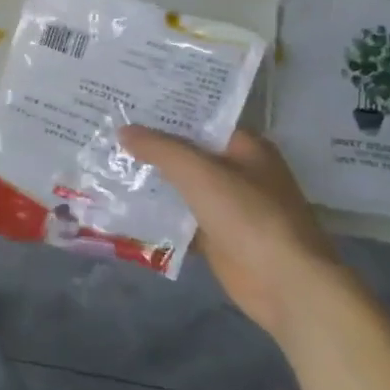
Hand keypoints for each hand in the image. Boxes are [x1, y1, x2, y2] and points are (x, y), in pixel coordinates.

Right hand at [118, 125, 360, 344]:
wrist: (284, 283)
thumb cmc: (248, 216)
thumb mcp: (199, 173)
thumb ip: (160, 149)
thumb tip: (123, 129)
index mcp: (246, 148)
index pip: (200, 120)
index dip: (164, 113)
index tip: (126, 106)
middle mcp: (238, 172)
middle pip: (187, 153)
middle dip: (150, 147)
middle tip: (106, 133)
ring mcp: (228, 206)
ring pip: (180, 186)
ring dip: (149, 181)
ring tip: (105, 165)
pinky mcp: (216, 236)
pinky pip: (179, 217)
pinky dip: (156, 214)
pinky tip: (122, 206)